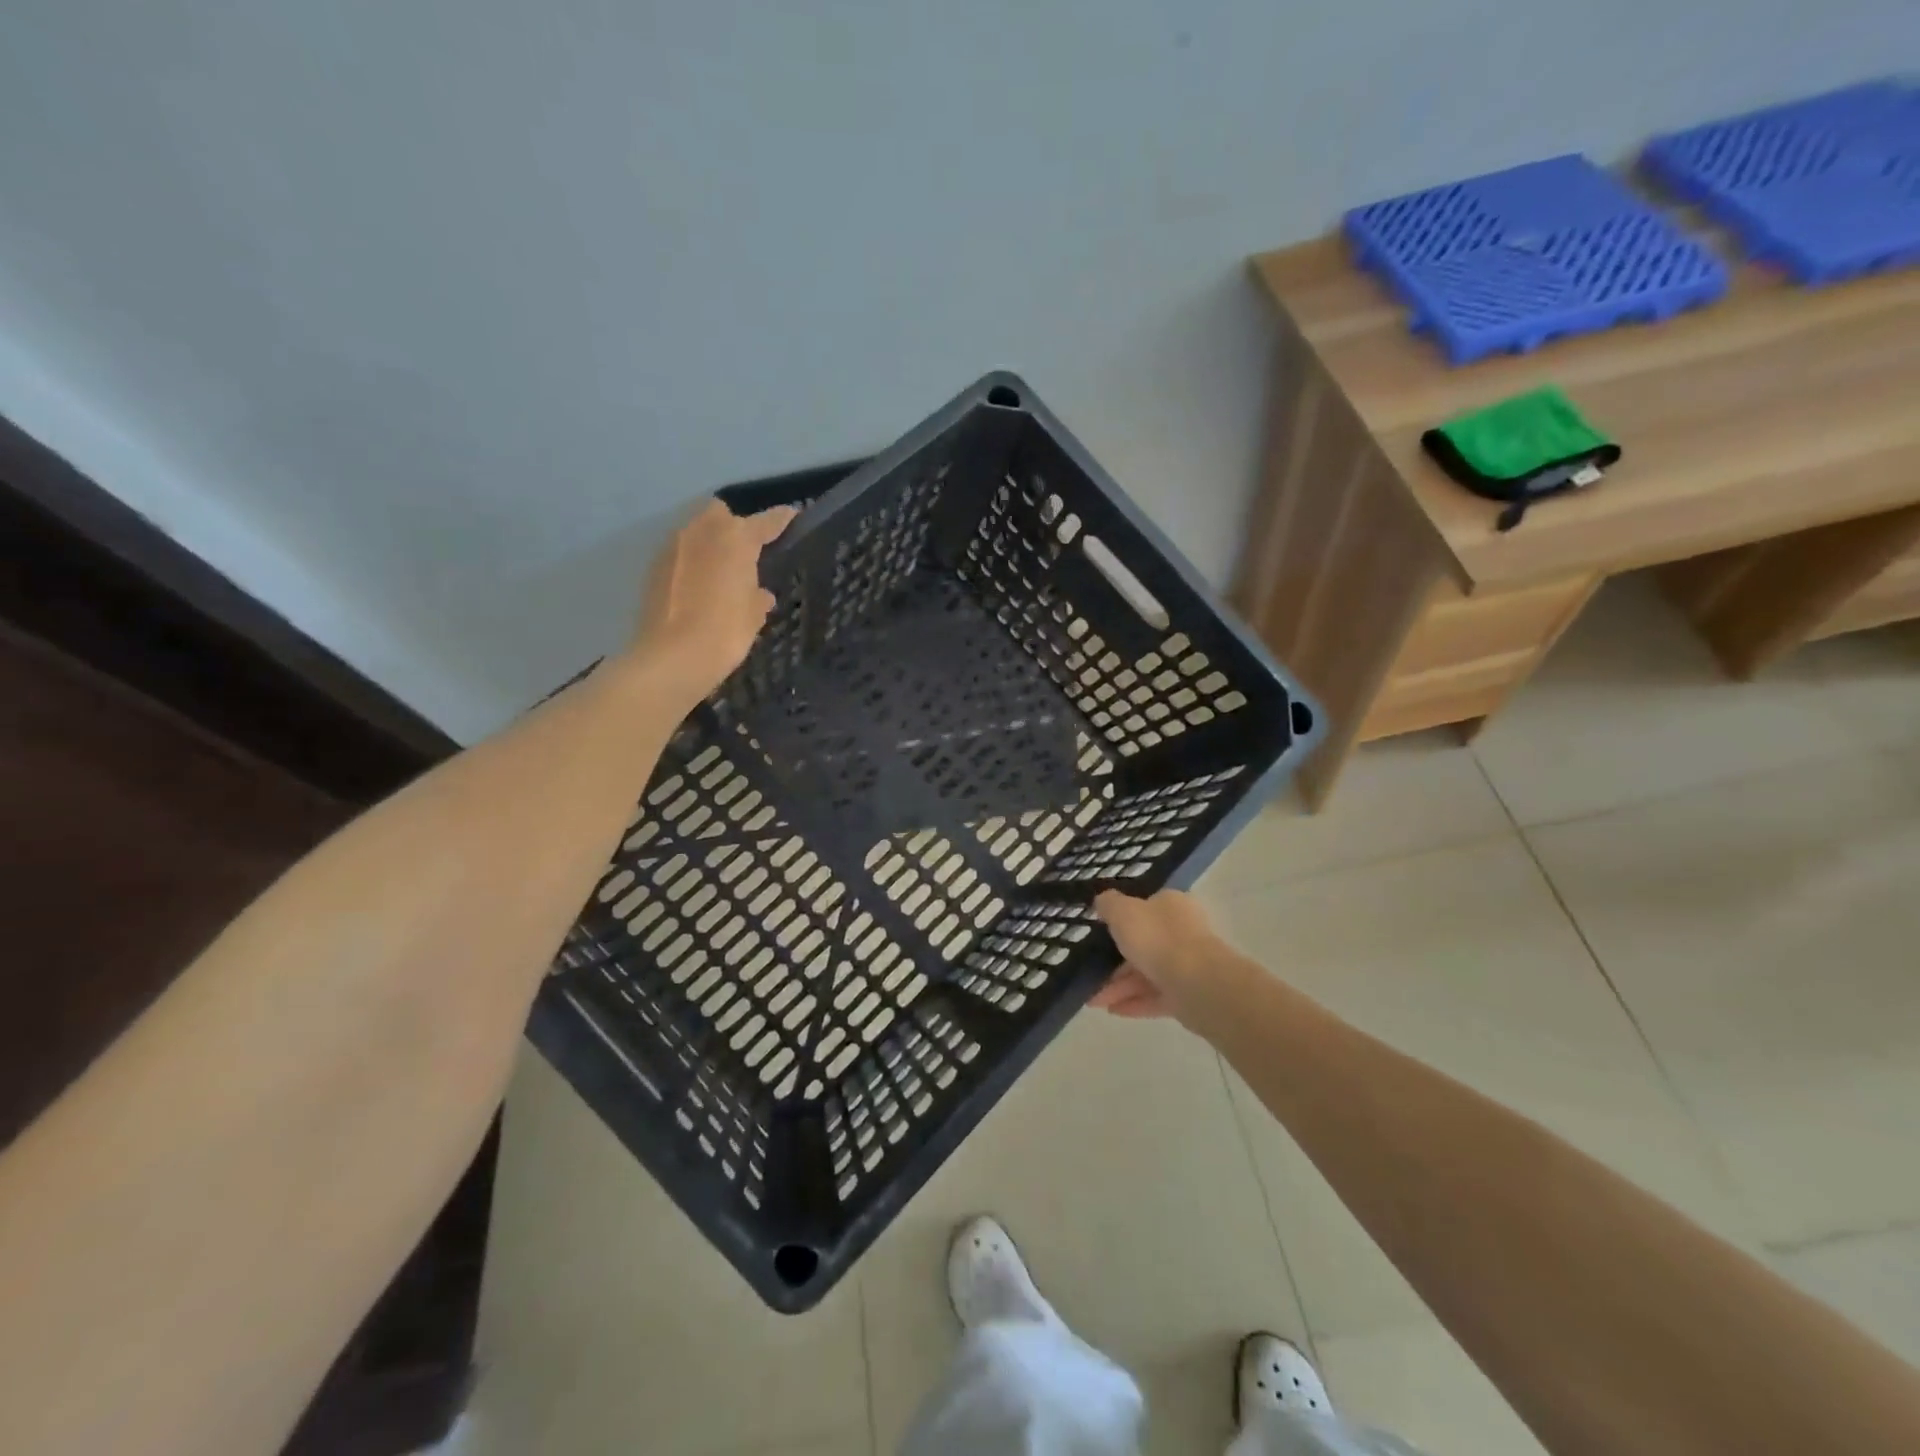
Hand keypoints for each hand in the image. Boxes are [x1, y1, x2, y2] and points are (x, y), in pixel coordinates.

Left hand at [624, 500, 795, 708]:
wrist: (671, 657)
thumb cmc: (725, 632)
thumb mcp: (754, 616)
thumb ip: (758, 597)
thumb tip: (760, 593)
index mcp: (736, 539)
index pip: (765, 521)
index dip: (781, 519)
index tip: (792, 517)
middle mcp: (702, 532)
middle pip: (720, 513)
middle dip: (733, 524)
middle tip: (746, 550)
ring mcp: (673, 548)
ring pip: (696, 531)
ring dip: (710, 544)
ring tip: (722, 572)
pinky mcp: (654, 567)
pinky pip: (679, 554)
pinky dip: (691, 563)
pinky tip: (699, 588)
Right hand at [1089, 889, 1237, 1024]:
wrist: (1198, 984)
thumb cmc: (1157, 939)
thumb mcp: (1122, 912)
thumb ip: (1109, 904)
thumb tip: (1103, 901)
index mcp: (1171, 905)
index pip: (1145, 907)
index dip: (1121, 919)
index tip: (1099, 932)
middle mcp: (1182, 931)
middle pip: (1143, 943)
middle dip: (1114, 961)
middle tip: (1090, 972)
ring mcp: (1188, 964)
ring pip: (1147, 972)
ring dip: (1119, 986)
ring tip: (1093, 1000)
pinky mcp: (1189, 994)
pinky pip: (1156, 996)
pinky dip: (1134, 1002)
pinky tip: (1112, 1010)